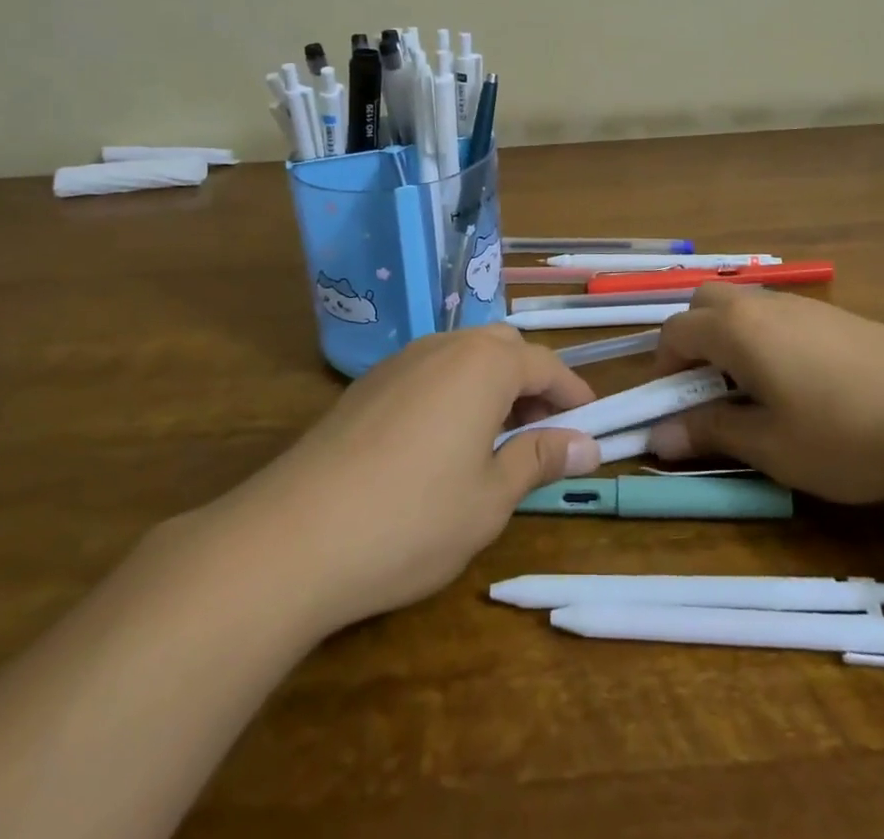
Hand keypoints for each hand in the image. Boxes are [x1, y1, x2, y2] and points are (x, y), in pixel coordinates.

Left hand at [202, 325, 599, 632]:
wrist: (292, 536)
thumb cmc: (411, 518)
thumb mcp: (490, 498)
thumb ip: (539, 460)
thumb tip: (588, 445)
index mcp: (483, 364)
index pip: (545, 365)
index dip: (573, 394)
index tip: (591, 424)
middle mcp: (443, 346)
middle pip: (503, 349)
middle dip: (532, 384)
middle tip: (545, 432)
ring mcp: (400, 362)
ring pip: (463, 357)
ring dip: (493, 386)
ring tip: (499, 440)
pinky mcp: (368, 385)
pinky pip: (429, 372)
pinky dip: (455, 393)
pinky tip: (445, 442)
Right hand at [647, 283, 883, 502]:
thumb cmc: (848, 431)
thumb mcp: (773, 447)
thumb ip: (711, 433)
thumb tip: (657, 437)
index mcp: (735, 329)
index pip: (674, 333)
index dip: (662, 372)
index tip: (675, 414)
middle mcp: (761, 305)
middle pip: (704, 305)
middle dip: (691, 344)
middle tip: (708, 395)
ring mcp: (802, 306)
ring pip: (743, 308)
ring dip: (728, 342)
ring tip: (754, 397)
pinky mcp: (835, 317)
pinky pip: (777, 318)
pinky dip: (763, 342)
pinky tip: (799, 387)